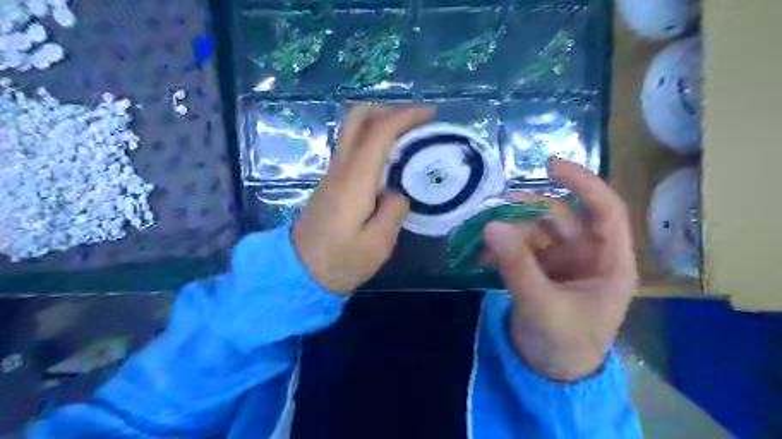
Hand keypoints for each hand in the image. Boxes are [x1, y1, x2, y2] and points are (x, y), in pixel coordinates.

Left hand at [291, 104, 433, 293]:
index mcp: (354, 180)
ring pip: (354, 130)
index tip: (430, 114)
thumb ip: (394, 212)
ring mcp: (332, 172)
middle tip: (416, 122)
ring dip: (381, 123)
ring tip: (408, 136)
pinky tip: (390, 158)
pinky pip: (353, 146)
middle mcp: (341, 168)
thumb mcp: (377, 245)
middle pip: (358, 118)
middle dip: (390, 110)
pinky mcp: (331, 181)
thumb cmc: (340, 262)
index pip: (379, 132)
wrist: (299, 272)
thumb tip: (398, 192)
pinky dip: (374, 139)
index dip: (406, 116)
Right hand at [481, 157, 637, 379]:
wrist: (550, 374)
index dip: (583, 182)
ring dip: (507, 230)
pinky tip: (481, 253)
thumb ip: (516, 264)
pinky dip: (501, 246)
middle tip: (490, 211)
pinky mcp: (540, 268)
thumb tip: (490, 224)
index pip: (605, 210)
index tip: (549, 165)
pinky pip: (520, 246)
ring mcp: (562, 260)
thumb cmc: (563, 344)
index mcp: (609, 262)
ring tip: (479, 236)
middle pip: (559, 217)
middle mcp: (588, 254)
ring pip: (535, 229)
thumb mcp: (541, 304)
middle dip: (524, 212)